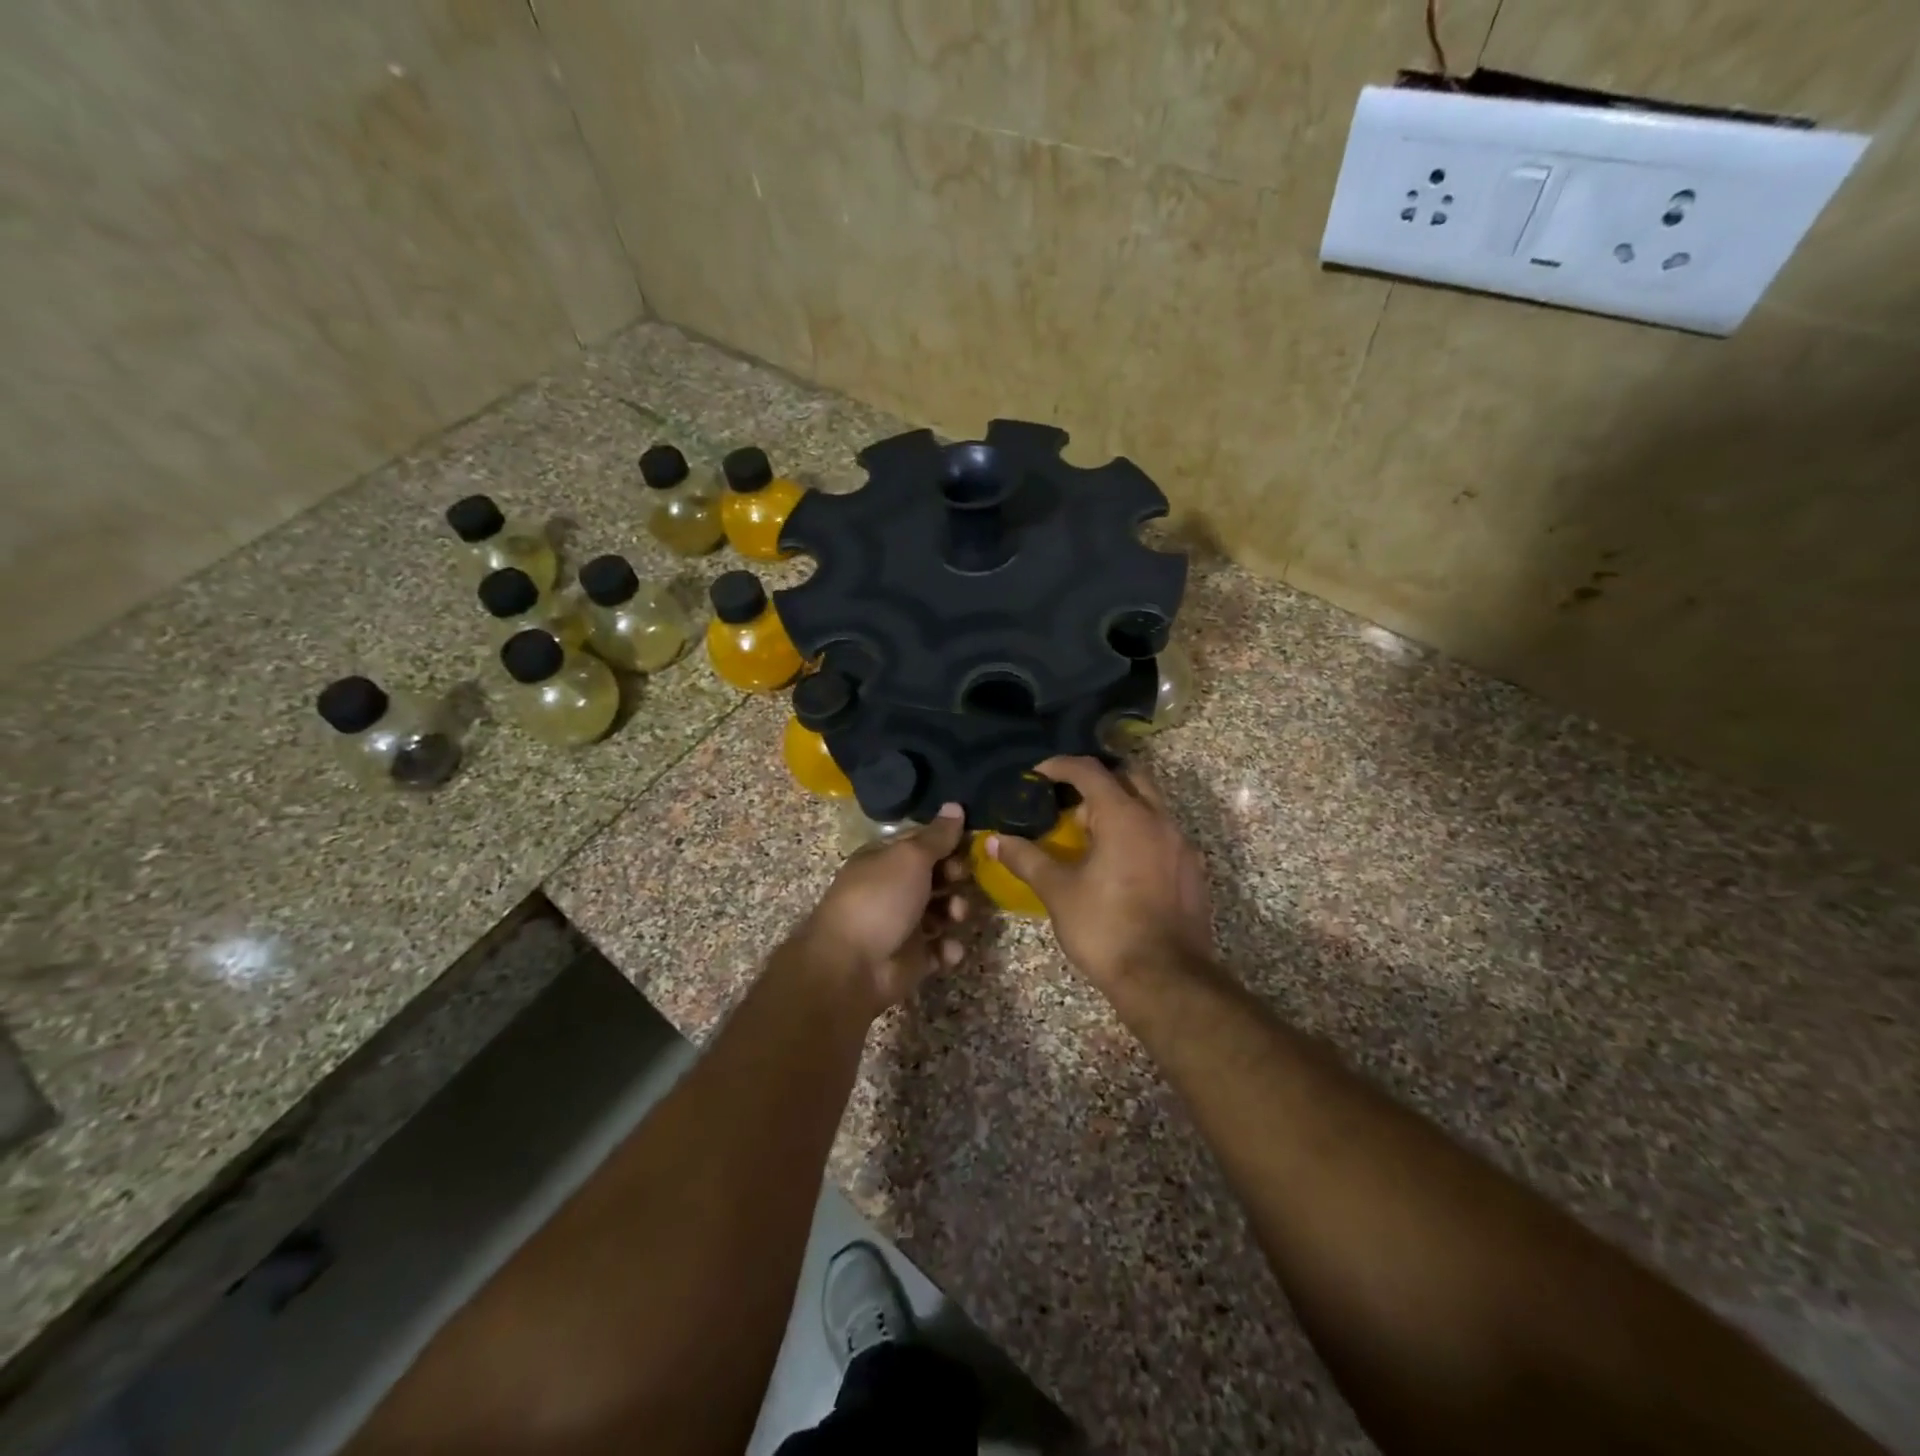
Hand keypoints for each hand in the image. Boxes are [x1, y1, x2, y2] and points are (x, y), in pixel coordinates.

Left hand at [791, 803, 970, 1016]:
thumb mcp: (910, 858)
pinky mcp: (911, 959)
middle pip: (934, 877)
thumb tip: (955, 805)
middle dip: (954, 876)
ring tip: (956, 915)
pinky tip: (948, 949)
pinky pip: (939, 950)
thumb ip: (937, 836)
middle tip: (963, 877)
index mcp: (884, 860)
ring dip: (955, 911)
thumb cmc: (880, 900)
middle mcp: (892, 890)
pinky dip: (947, 949)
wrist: (851, 967)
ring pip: (941, 913)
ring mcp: (902, 926)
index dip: (946, 842)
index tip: (971, 843)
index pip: (921, 844)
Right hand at [987, 756, 1212, 988]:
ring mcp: (1181, 844)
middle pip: (1129, 777)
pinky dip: (1138, 833)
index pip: (1090, 771)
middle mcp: (1159, 820)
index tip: (1038, 774)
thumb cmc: (1105, 928)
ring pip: (1150, 805)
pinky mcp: (1192, 870)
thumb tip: (994, 840)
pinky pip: (1163, 834)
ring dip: (1119, 808)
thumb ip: (1026, 858)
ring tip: (1090, 837)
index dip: (1060, 766)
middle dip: (1097, 782)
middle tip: (1069, 804)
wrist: (1165, 979)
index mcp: (1125, 816)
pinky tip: (1119, 864)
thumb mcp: (1058, 891)